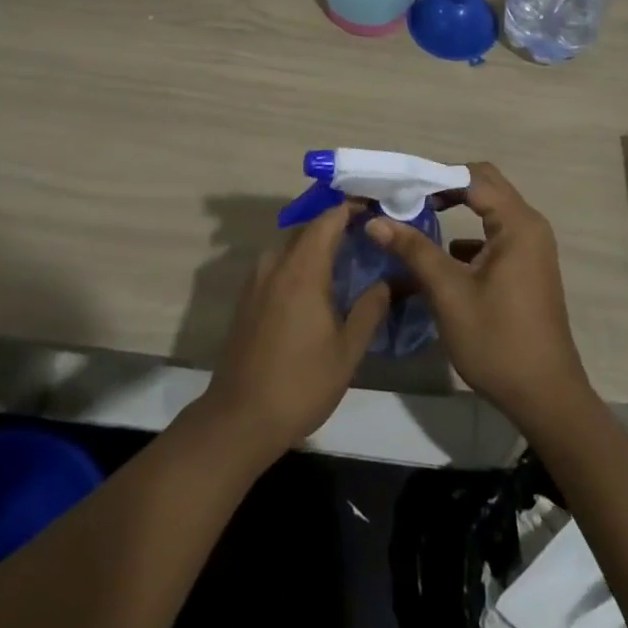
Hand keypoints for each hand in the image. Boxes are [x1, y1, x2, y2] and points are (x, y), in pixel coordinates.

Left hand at [198, 201, 388, 460]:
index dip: (351, 209)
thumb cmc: (300, 383)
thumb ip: (370, 309)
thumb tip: (387, 282)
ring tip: (344, 262)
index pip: (329, 219)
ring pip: (291, 247)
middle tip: (366, 238)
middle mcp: (276, 263)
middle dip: (336, 227)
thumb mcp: (347, 351)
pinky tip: (314, 288)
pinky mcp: (247, 297)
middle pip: (309, 229)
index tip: (375, 211)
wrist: (240, 418)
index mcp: (303, 268)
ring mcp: (257, 279)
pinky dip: (299, 264)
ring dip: (316, 246)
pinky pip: (278, 265)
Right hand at [368, 162, 590, 425]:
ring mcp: (532, 247)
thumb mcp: (449, 293)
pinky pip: (496, 233)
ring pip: (491, 208)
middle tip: (409, 198)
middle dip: (446, 186)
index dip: (435, 177)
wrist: (546, 398)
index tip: (401, 187)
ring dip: (458, 207)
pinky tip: (444, 257)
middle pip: (484, 185)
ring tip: (419, 218)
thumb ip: (414, 250)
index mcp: (517, 223)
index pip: (473, 177)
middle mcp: (529, 225)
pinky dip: (469, 234)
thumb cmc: (497, 341)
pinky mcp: (528, 266)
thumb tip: (375, 220)